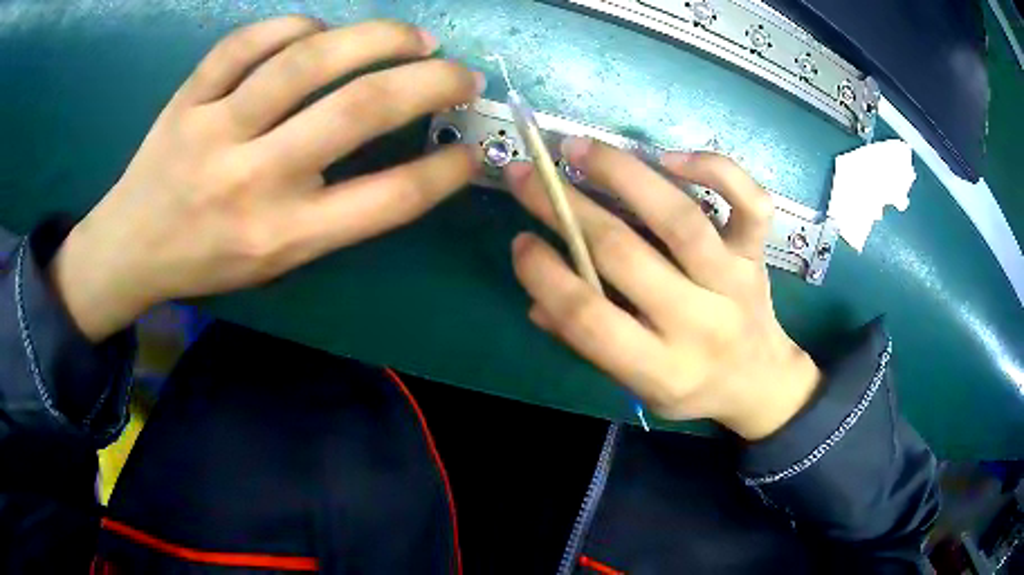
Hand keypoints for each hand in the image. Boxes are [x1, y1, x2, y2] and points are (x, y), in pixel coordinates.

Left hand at [51, 17, 482, 341]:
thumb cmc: (207, 260)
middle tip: (460, 73)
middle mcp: (252, 182)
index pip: (386, 200)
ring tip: (412, 37)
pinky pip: (245, 43)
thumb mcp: (276, 259)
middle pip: (357, 111)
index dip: (443, 171)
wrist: (130, 247)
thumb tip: (398, 150)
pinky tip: (318, 30)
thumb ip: (333, 212)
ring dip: (376, 38)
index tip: (469, 149)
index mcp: (282, 236)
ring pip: (305, 60)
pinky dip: (293, 25)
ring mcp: (213, 131)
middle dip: (429, 82)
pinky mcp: (187, 98)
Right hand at [505, 138, 819, 439]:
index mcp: (662, 369)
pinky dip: (716, 170)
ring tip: (579, 149)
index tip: (520, 241)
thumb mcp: (638, 387)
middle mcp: (699, 323)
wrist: (761, 382)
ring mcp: (735, 282)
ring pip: (680, 218)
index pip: (590, 318)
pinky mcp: (758, 255)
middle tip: (525, 175)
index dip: (545, 274)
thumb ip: (588, 345)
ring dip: (623, 174)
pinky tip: (671, 157)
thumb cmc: (693, 387)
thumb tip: (537, 300)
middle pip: (625, 255)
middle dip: (564, 208)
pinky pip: (750, 203)